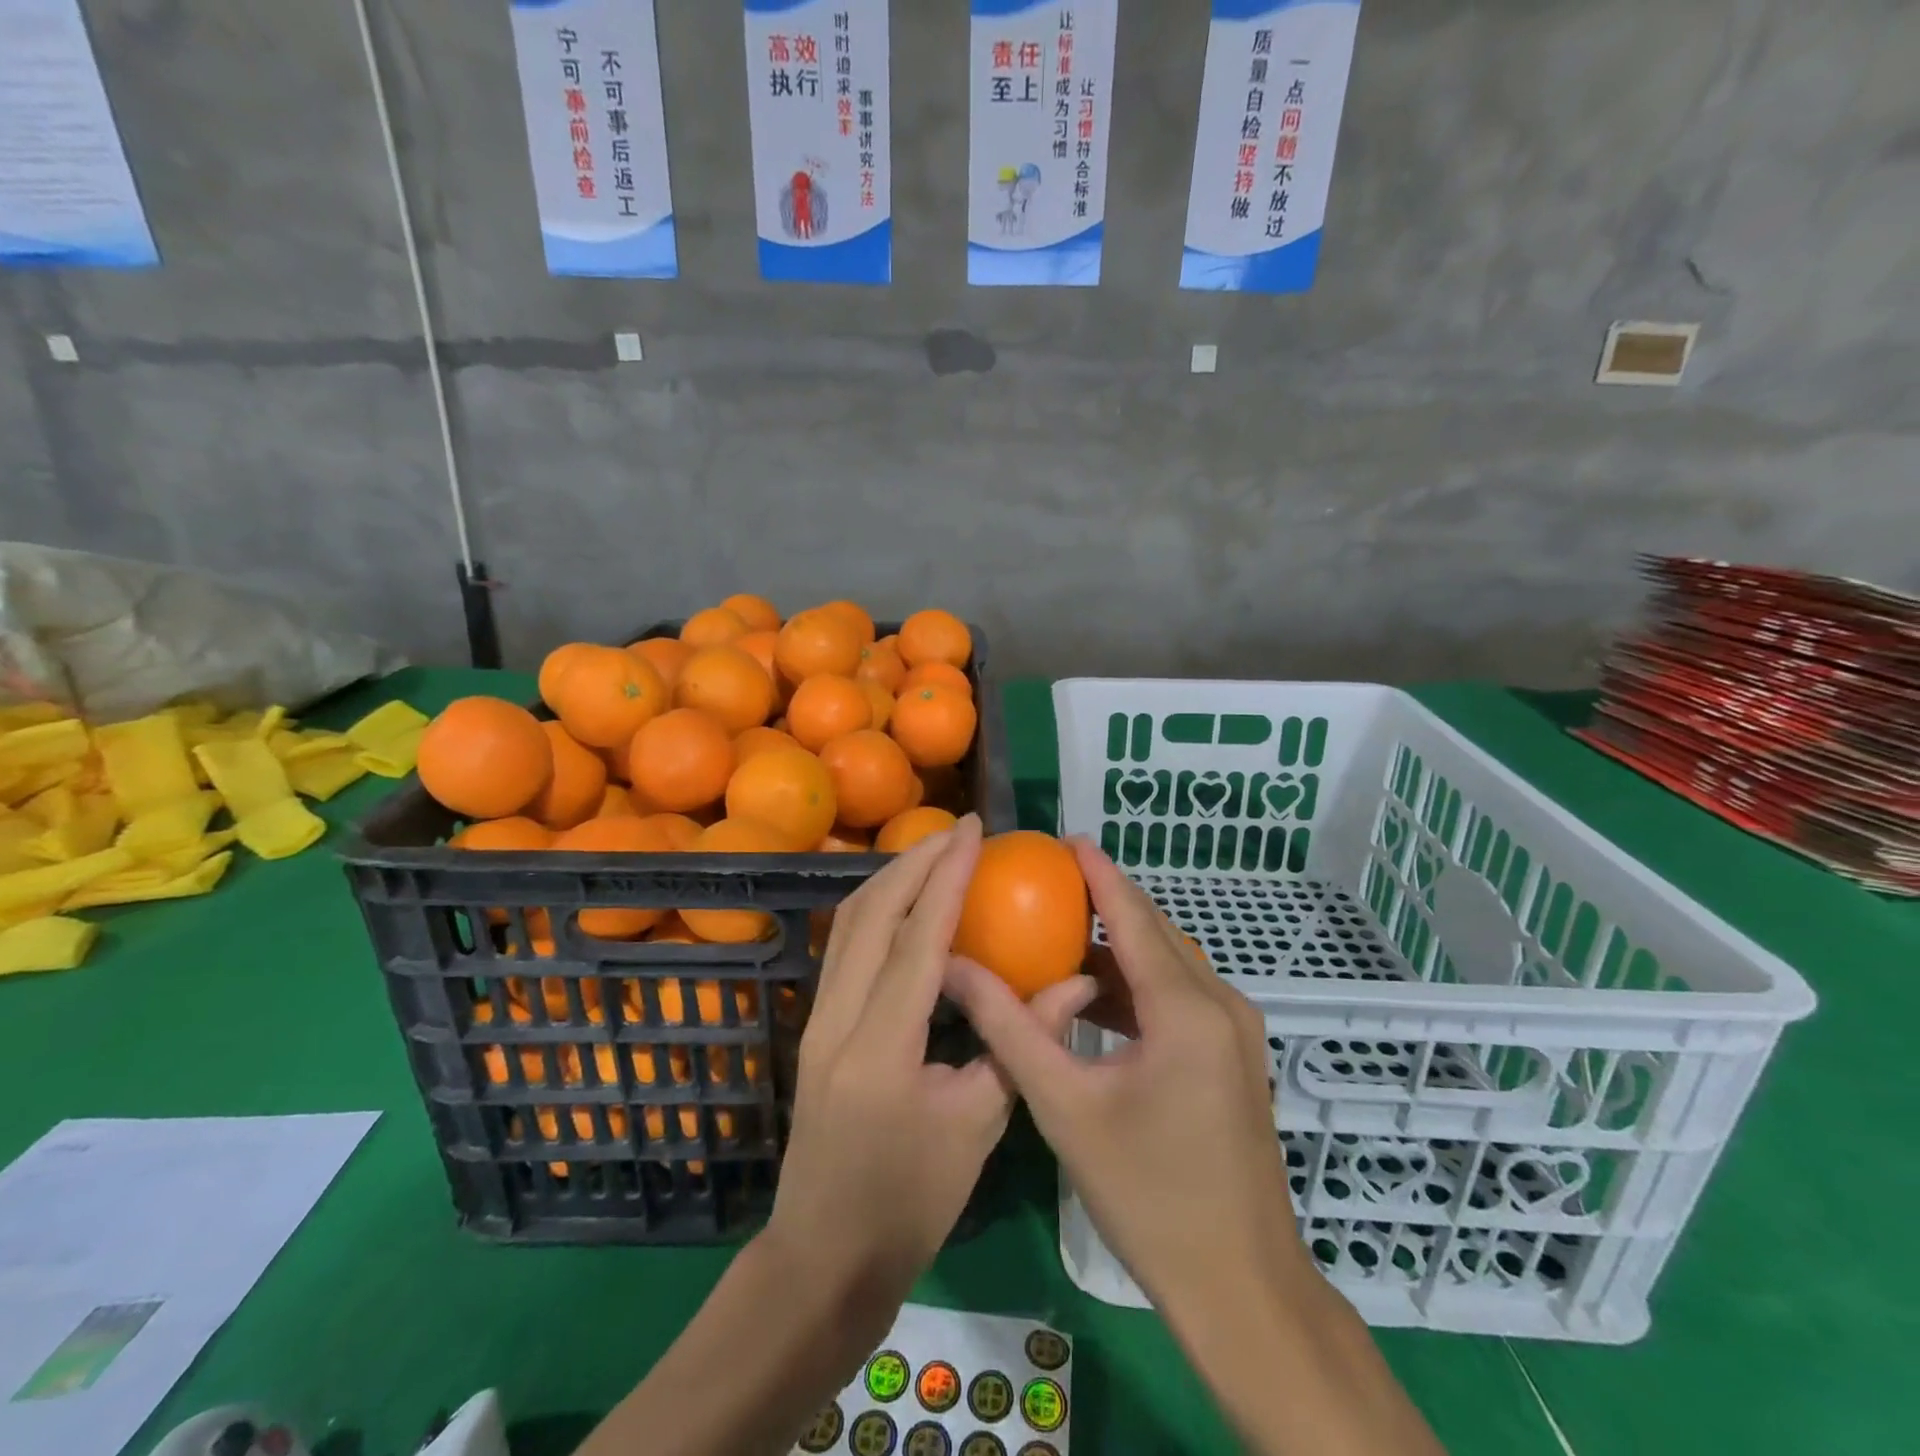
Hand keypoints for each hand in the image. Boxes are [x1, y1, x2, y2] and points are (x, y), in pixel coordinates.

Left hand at [760, 813, 1083, 1328]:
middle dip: (914, 862)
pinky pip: (844, 947)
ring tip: (934, 854)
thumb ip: (1020, 1042)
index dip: (947, 878)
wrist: (823, 1257)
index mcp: (881, 1047)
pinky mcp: (815, 1025)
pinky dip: (876, 910)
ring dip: (891, 880)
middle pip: (870, 914)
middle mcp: (838, 1018)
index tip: (973, 832)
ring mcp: (817, 1019)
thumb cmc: (908, 1205)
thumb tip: (1075, 983)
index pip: (917, 939)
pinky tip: (906, 904)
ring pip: (848, 924)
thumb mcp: (977, 1126)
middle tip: (958, 831)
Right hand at [943, 837, 1301, 1316]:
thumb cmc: (1148, 1195)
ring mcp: (1236, 1031)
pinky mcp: (1236, 1057)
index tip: (1064, 839)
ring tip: (1059, 935)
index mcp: (1185, 1007)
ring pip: (1169, 965)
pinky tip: (1095, 999)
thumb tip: (955, 968)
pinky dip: (1137, 987)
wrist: (1242, 1288)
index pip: (1133, 915)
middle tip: (1048, 884)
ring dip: (1119, 948)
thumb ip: (1008, 1027)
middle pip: (1155, 932)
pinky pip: (1181, 997)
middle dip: (1104, 902)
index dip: (1098, 872)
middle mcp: (1221, 1003)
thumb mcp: (1064, 1105)